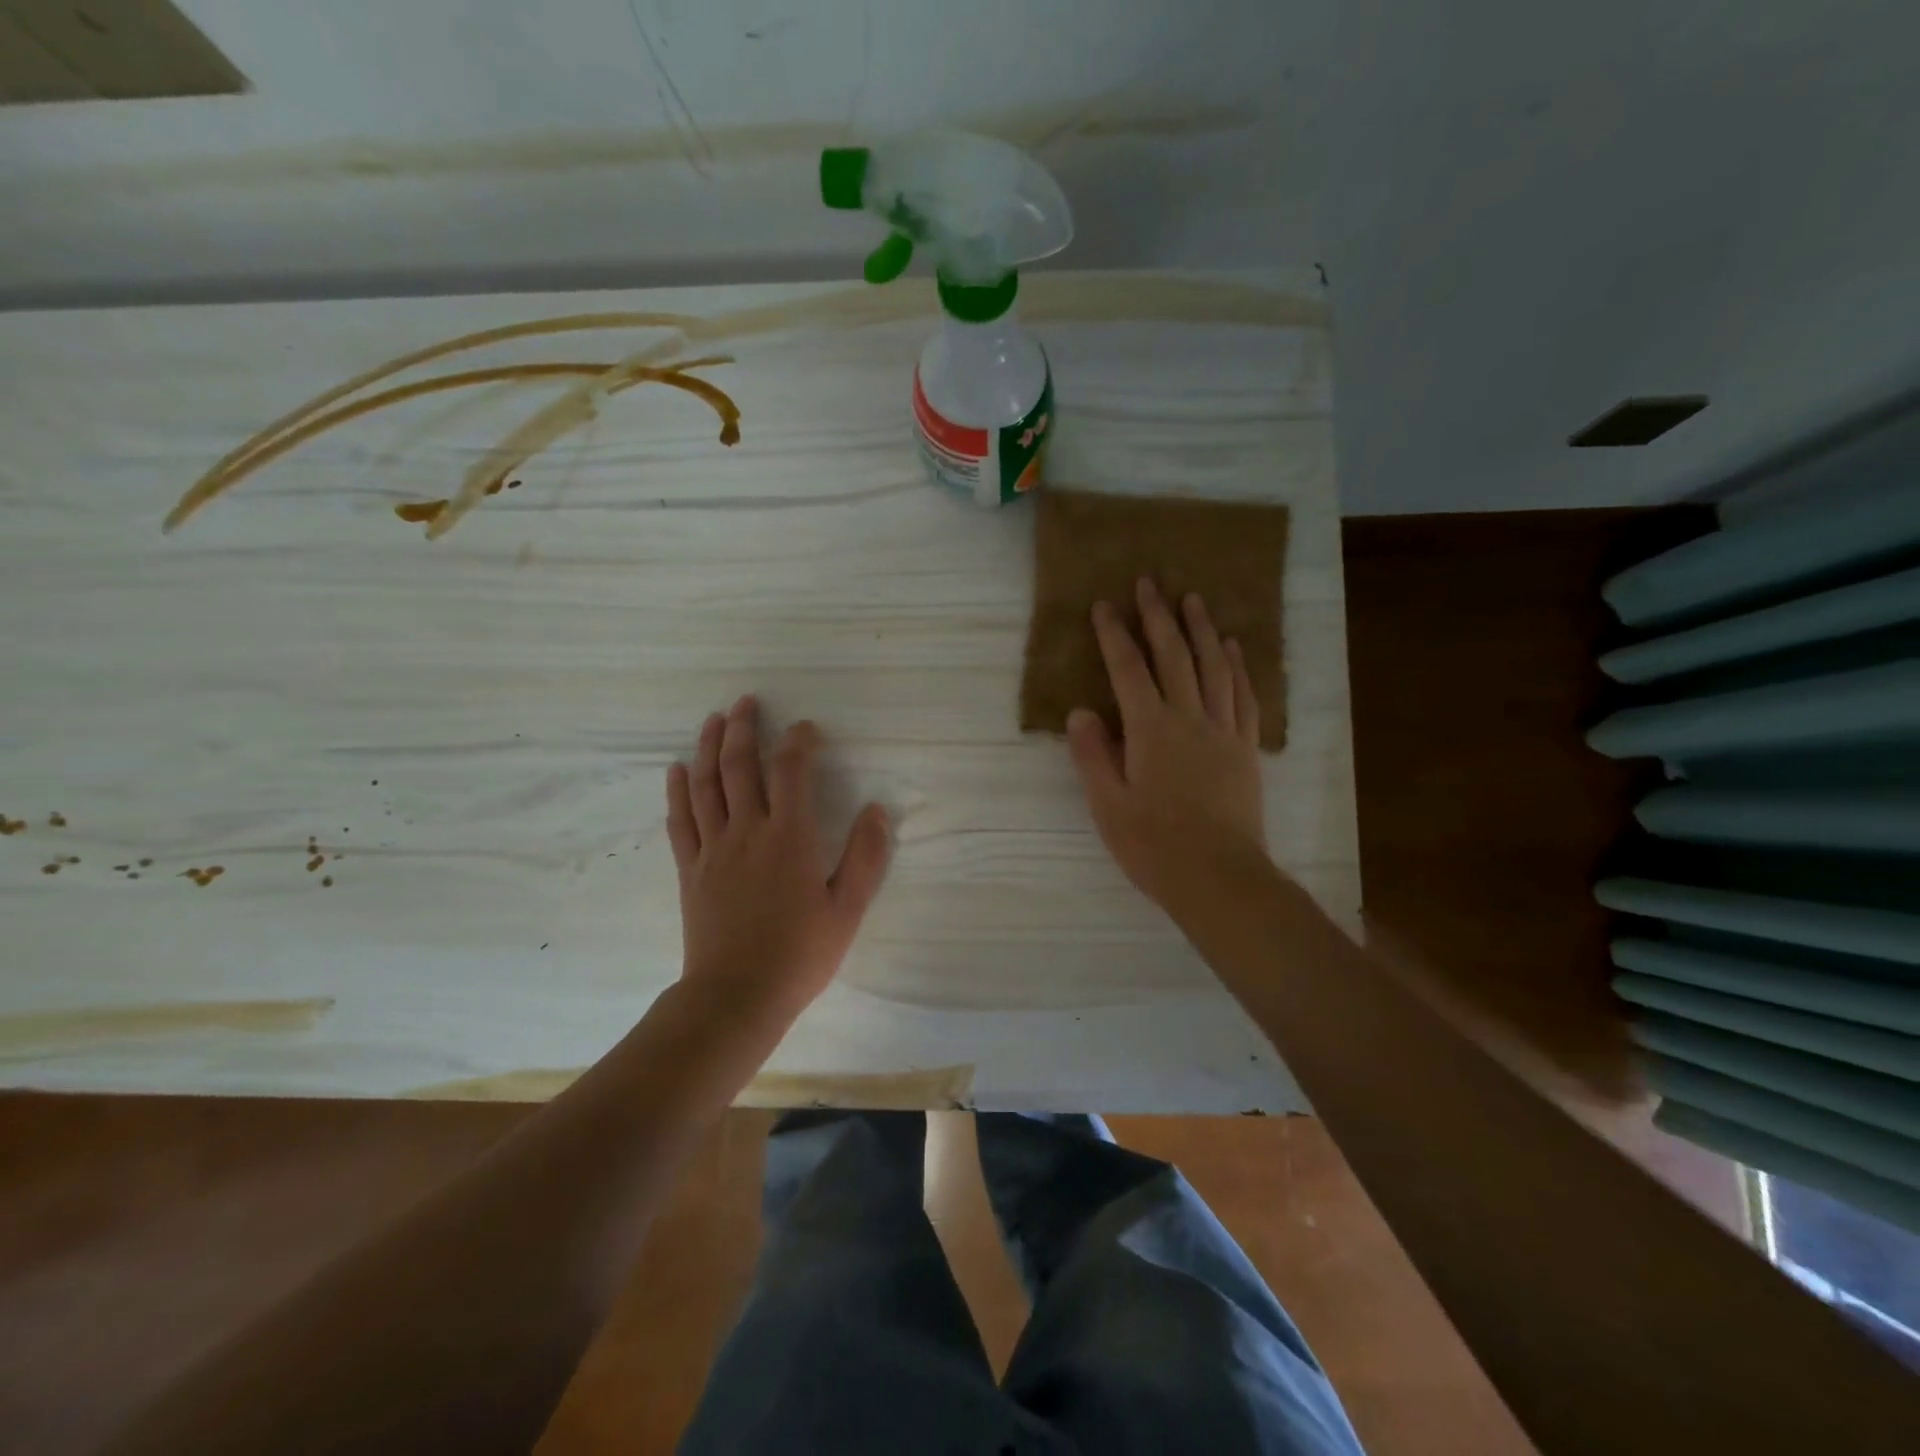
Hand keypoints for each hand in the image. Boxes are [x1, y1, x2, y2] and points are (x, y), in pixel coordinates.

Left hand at [666, 696, 891, 1025]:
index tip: (808, 729)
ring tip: (714, 720)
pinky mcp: (692, 868)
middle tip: (747, 702)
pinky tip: (678, 769)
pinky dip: (678, 790)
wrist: (737, 995)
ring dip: (710, 747)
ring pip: (706, 784)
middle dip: (744, 728)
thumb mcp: (848, 909)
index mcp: (789, 837)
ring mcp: (714, 848)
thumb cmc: (800, 953)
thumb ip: (866, 857)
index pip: (792, 770)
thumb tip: (877, 810)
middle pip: (740, 765)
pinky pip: (680, 820)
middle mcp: (748, 831)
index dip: (799, 741)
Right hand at [1067, 579, 1268, 918]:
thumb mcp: (1108, 805)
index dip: (1113, 635)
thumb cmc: (1154, 846)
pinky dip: (1237, 667)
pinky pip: (1242, 696)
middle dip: (1158, 617)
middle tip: (1150, 582)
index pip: (1128, 670)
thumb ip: (1093, 755)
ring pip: (1213, 668)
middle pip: (1173, 656)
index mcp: (1150, 730)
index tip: (1103, 605)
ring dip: (1201, 630)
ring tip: (1193, 600)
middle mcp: (1188, 719)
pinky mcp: (1244, 749)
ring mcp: (1222, 731)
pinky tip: (1231, 649)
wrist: (1219, 877)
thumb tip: (1081, 712)